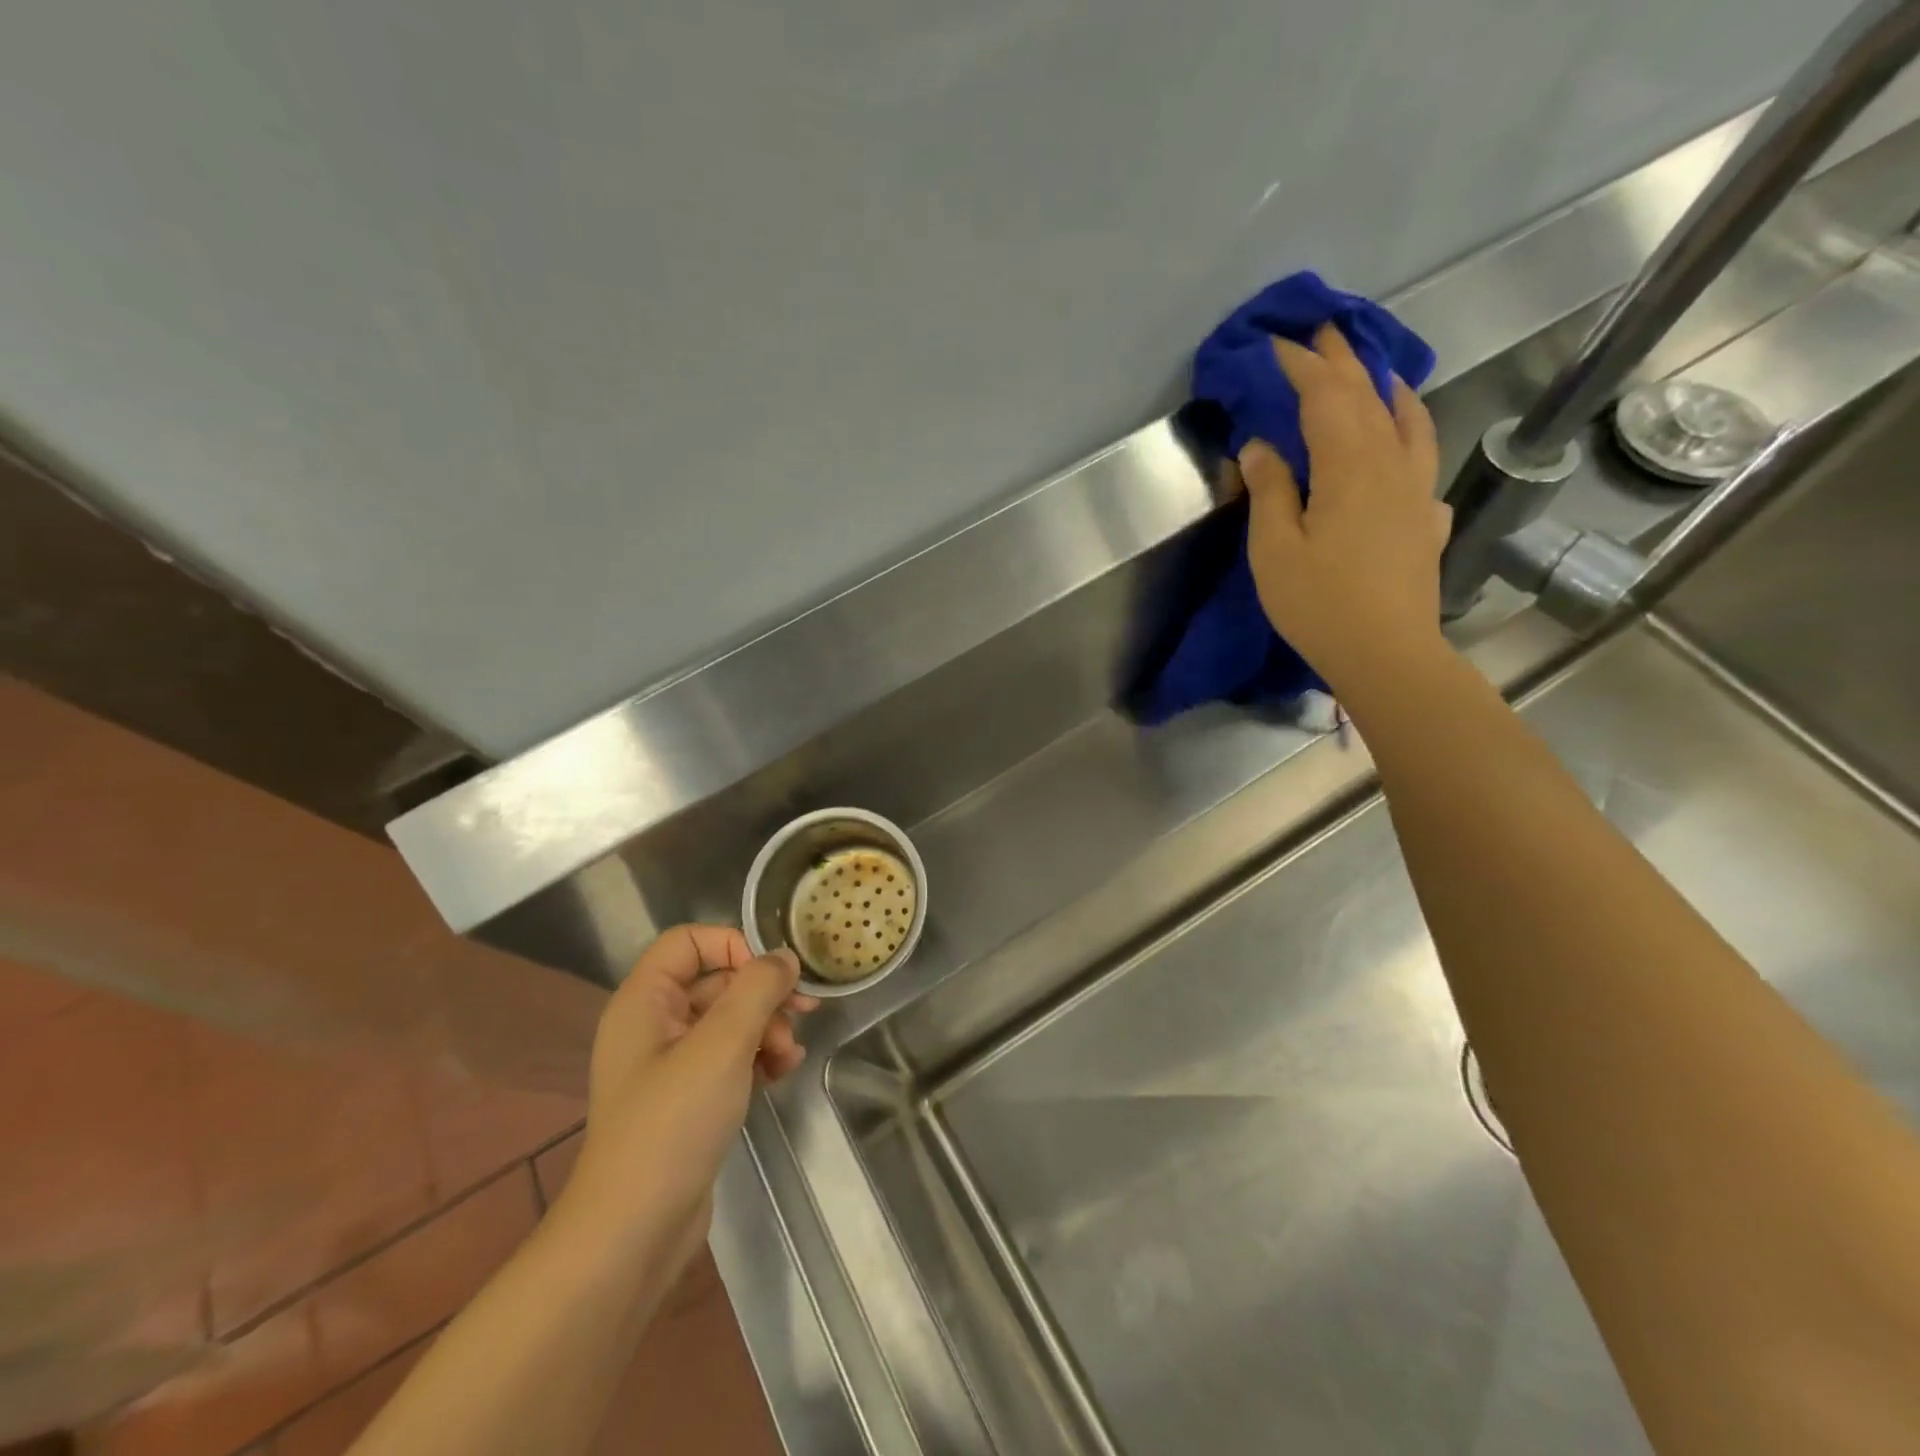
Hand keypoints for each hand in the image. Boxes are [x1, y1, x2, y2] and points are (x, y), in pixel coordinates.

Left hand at [557, 925, 816, 1271]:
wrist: (633, 1232)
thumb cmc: (672, 1124)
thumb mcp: (722, 1044)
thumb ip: (758, 989)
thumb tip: (784, 957)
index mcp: (645, 1001)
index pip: (689, 941)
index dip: (733, 945)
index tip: (771, 974)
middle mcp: (653, 1024)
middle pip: (716, 981)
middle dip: (762, 994)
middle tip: (804, 1012)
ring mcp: (670, 1065)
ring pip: (728, 1020)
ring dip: (766, 1028)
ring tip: (790, 1056)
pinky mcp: (687, 1098)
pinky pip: (728, 1057)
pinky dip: (757, 1057)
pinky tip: (782, 1073)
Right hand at [1237, 324, 1451, 699]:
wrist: (1387, 653)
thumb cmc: (1319, 602)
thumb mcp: (1274, 548)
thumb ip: (1269, 489)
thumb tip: (1260, 446)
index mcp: (1350, 464)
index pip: (1326, 395)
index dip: (1300, 365)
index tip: (1275, 344)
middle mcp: (1392, 463)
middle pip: (1369, 396)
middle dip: (1343, 360)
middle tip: (1323, 330)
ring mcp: (1417, 490)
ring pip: (1409, 421)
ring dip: (1386, 388)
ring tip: (1373, 373)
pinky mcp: (1427, 519)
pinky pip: (1422, 460)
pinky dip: (1409, 437)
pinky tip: (1400, 449)